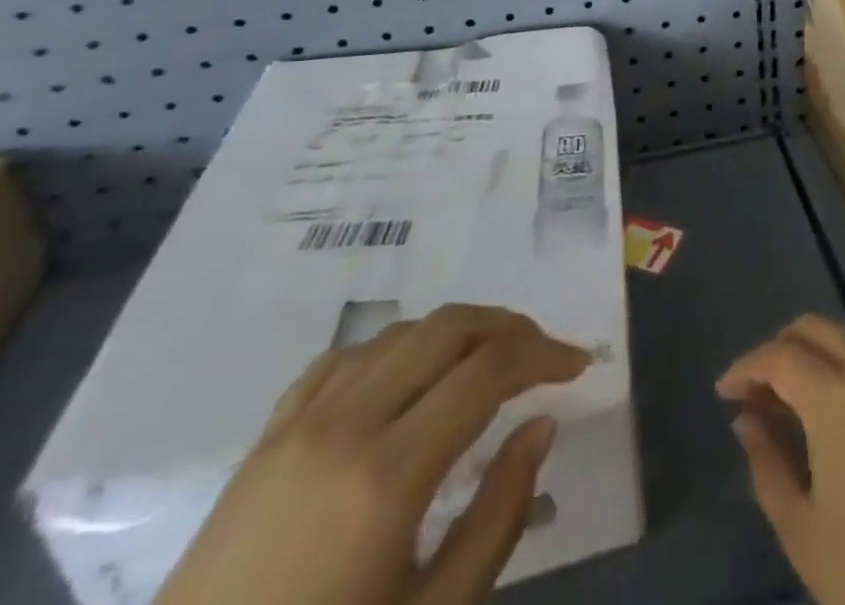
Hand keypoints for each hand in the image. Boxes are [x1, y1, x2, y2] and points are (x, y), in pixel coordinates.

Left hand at [155, 304, 588, 604]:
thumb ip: (498, 516)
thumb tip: (541, 425)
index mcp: (389, 474)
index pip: (489, 369)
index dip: (545, 354)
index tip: (578, 365)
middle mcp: (346, 425)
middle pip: (447, 328)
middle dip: (508, 328)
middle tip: (542, 356)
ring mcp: (298, 425)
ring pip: (400, 333)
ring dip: (456, 333)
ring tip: (485, 363)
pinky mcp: (266, 438)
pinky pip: (345, 359)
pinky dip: (396, 349)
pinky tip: (409, 377)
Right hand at [718, 316, 844, 604]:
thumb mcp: (805, 533)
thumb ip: (769, 467)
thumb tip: (749, 421)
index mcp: (835, 395)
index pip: (779, 356)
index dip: (745, 367)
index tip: (723, 392)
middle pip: (815, 329)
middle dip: (778, 350)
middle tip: (756, 395)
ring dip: (814, 352)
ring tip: (791, 400)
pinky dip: (844, 364)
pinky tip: (835, 411)